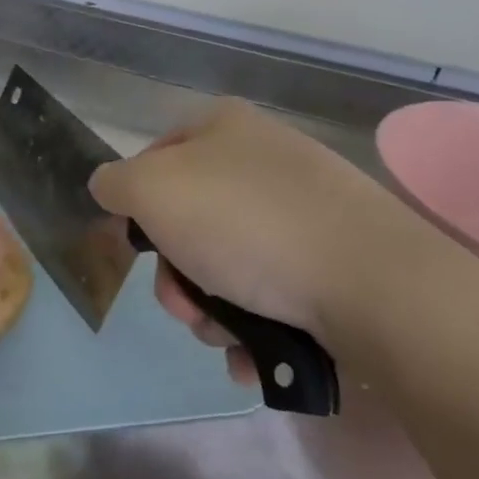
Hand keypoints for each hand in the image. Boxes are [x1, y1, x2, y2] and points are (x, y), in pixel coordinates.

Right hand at [88, 100, 473, 374]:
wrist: (368, 281)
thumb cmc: (245, 224)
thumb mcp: (152, 191)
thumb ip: (114, 183)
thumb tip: (109, 188)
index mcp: (222, 128)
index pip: (154, 158)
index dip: (137, 205)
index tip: (141, 246)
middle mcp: (262, 159)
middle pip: (188, 221)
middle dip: (176, 276)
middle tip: (184, 305)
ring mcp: (302, 210)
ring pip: (225, 264)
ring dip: (209, 309)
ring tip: (226, 333)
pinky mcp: (332, 259)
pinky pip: (270, 289)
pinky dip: (252, 324)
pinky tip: (254, 350)